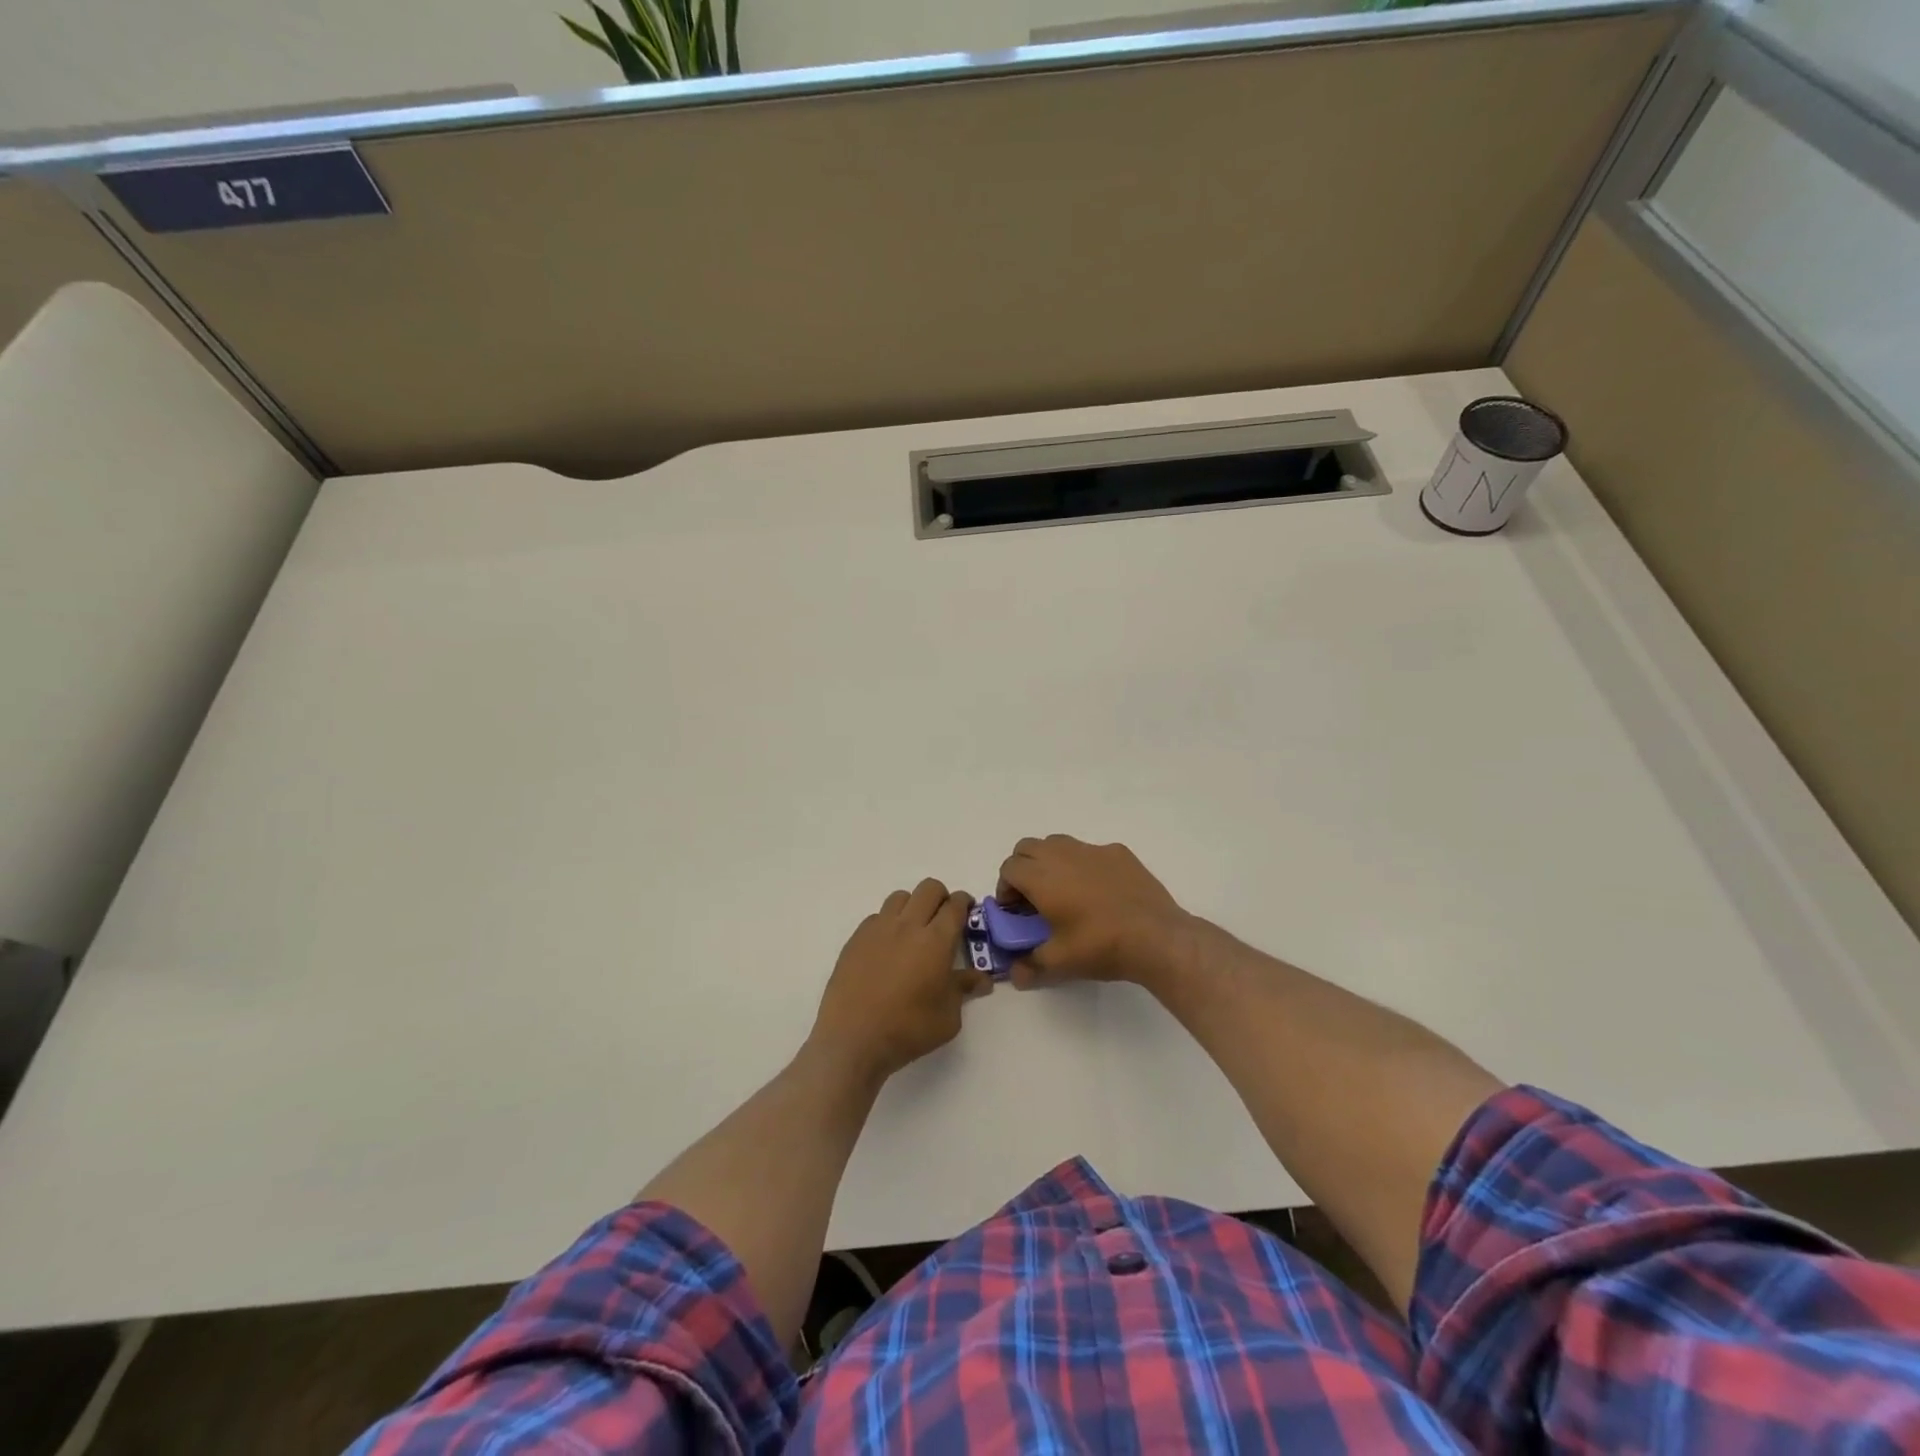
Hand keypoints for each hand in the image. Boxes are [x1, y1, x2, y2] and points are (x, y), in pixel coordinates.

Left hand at [810, 879, 988, 1084]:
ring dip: (913, 906)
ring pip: (900, 897)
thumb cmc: (908, 1029)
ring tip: (914, 931)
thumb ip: (964, 989)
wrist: (853, 1039)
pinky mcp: (856, 939)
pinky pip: (877, 917)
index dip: (964, 903)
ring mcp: (878, 929)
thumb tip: (981, 979)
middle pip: (929, 889)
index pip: (955, 905)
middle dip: (941, 897)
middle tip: (944, 919)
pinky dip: (888, 923)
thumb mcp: (948, 1017)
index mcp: (936, 941)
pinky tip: (887, 949)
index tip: (967, 912)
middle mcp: (908, 925)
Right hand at [995, 835, 1194, 988]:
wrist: (1156, 937)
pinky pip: (1090, 851)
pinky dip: (1084, 865)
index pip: (1009, 868)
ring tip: (1064, 891)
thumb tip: (1016, 975)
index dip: (1005, 888)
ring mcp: (1093, 850)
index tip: (1015, 911)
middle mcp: (1063, 855)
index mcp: (1042, 877)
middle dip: (1023, 869)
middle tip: (1034, 898)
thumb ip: (1030, 967)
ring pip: (1058, 843)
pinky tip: (1099, 891)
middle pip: (1028, 848)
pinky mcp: (1119, 853)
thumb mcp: (1060, 963)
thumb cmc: (1100, 946)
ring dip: (1050, 861)